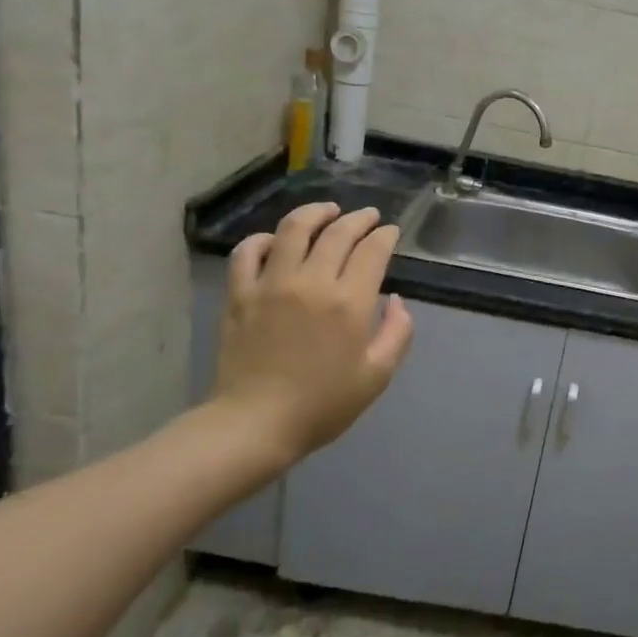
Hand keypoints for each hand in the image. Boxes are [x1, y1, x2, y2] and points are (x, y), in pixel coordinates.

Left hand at [211, 203, 414, 467]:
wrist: (255, 425)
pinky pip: (249, 251)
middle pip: (338, 232)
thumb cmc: (322, 404)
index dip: (385, 235)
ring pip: (294, 229)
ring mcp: (271, 284)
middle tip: (369, 216)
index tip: (390, 232)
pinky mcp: (240, 294)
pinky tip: (277, 241)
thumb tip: (396, 300)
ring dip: (315, 213)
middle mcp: (311, 282)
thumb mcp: (377, 375)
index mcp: (349, 302)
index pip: (372, 250)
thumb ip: (397, 333)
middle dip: (359, 219)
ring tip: (328, 211)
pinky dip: (264, 239)